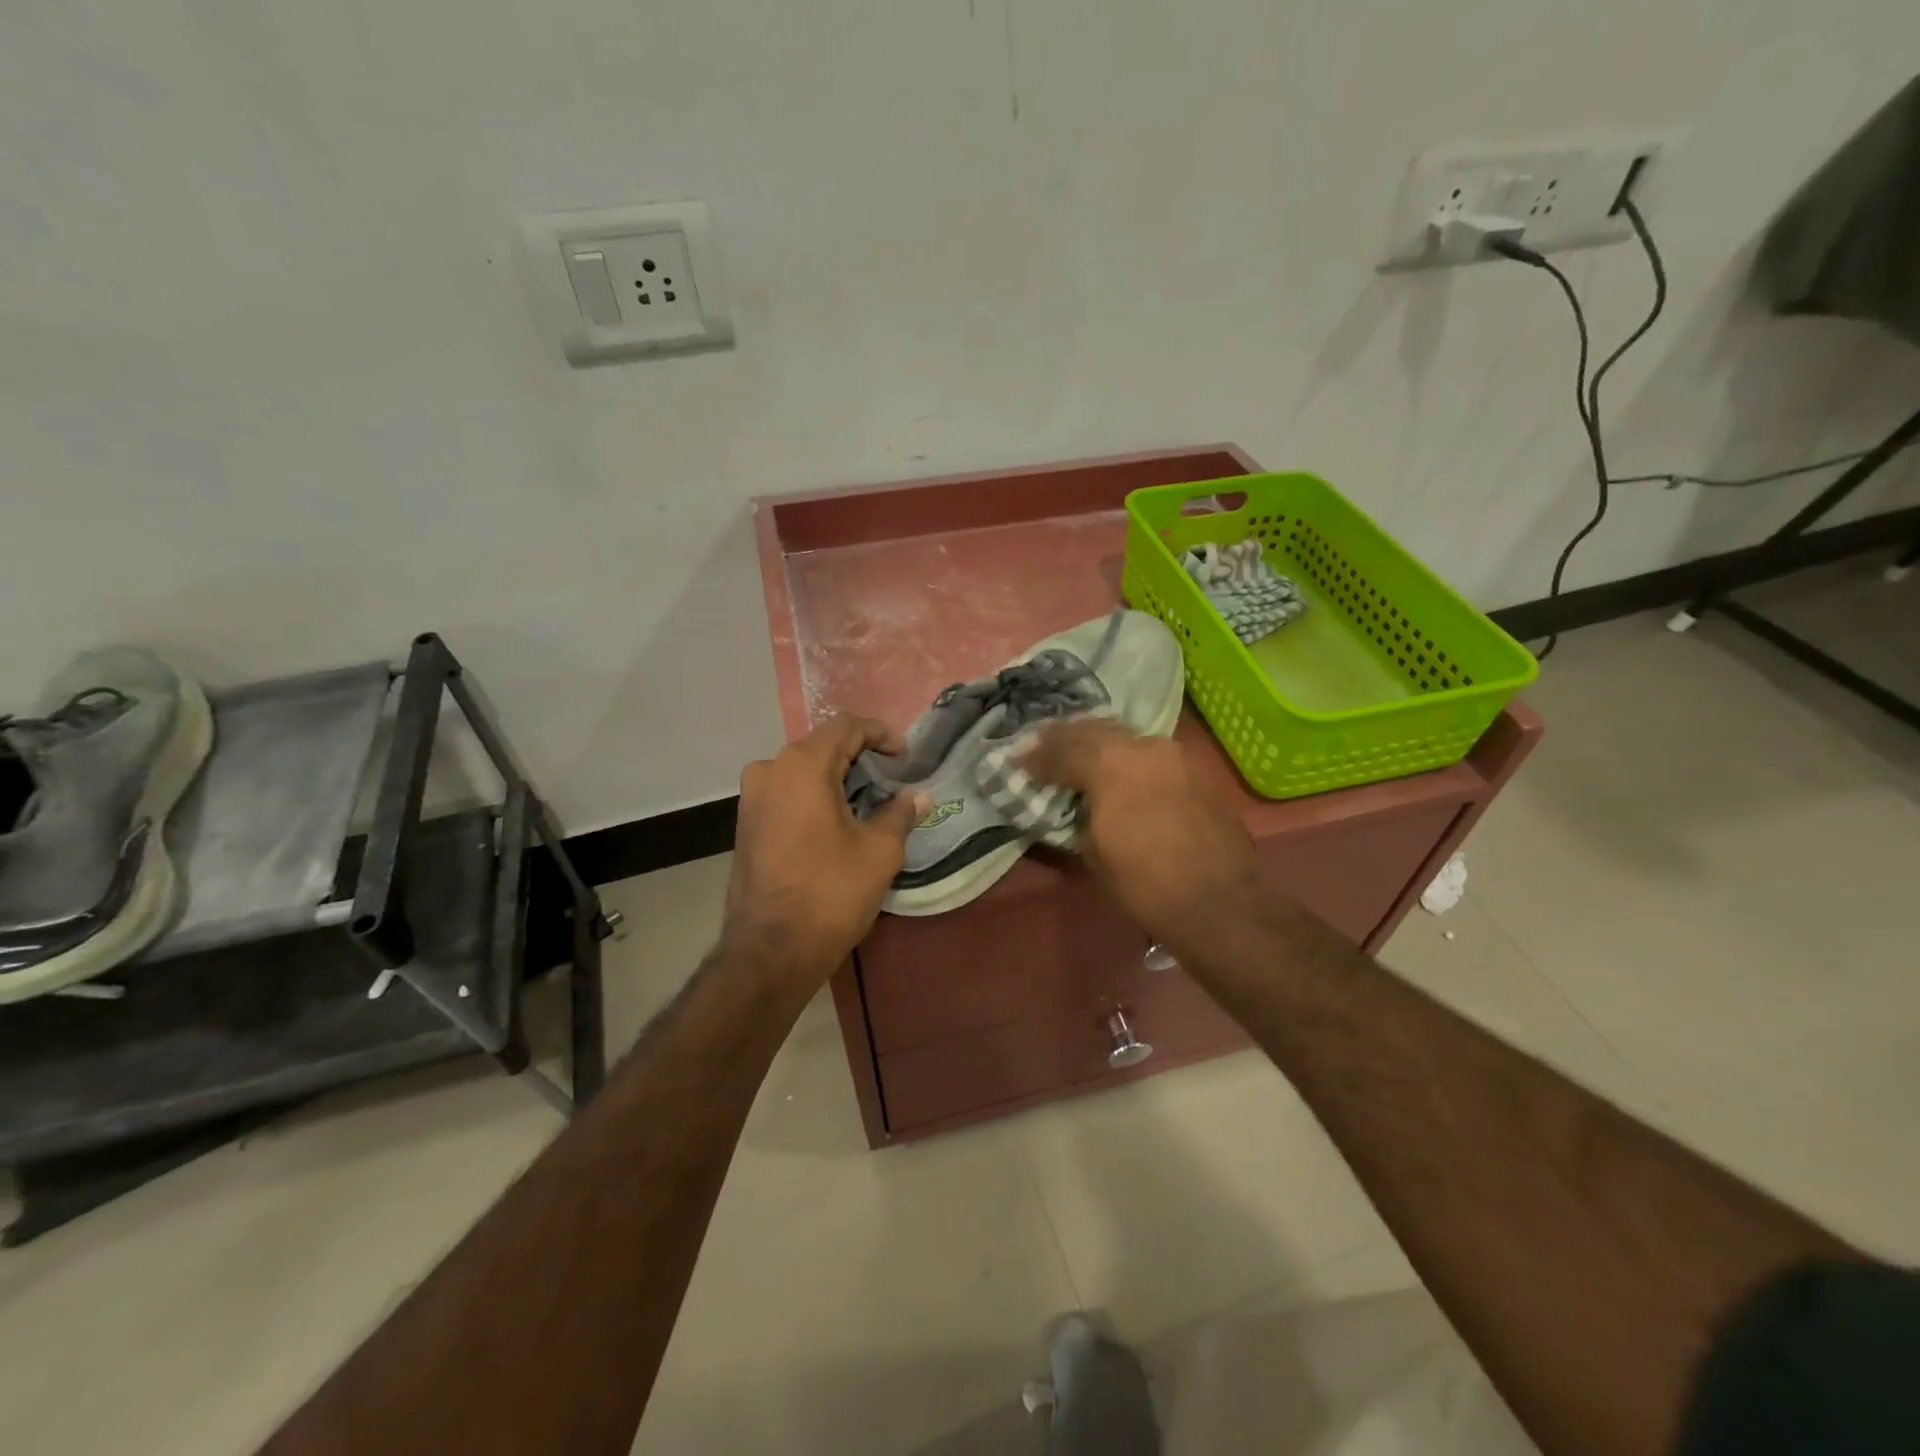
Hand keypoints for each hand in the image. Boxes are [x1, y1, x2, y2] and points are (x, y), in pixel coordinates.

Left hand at [725, 715, 923, 982]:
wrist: (770, 950)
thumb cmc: (830, 894)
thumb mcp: (879, 852)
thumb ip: (900, 813)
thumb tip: (917, 796)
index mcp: (802, 766)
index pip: (847, 727)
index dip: (881, 734)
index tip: (905, 758)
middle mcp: (770, 769)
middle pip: (822, 745)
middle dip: (860, 755)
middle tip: (891, 778)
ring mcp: (752, 797)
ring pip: (802, 769)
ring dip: (836, 776)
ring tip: (867, 800)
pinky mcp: (745, 822)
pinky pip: (786, 792)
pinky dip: (813, 795)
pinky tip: (836, 819)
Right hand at [1020, 719, 1258, 942]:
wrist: (1218, 903)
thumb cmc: (1145, 883)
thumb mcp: (1093, 849)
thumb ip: (1079, 811)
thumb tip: (1076, 800)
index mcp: (1114, 765)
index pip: (1065, 748)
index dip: (1038, 755)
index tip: (1018, 760)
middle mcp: (1146, 747)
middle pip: (1095, 730)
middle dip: (1065, 737)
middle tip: (1042, 746)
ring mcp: (1176, 756)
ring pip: (1125, 737)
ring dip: (1097, 743)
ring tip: (1076, 754)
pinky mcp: (1196, 772)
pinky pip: (1149, 755)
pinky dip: (1125, 758)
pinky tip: (1115, 772)